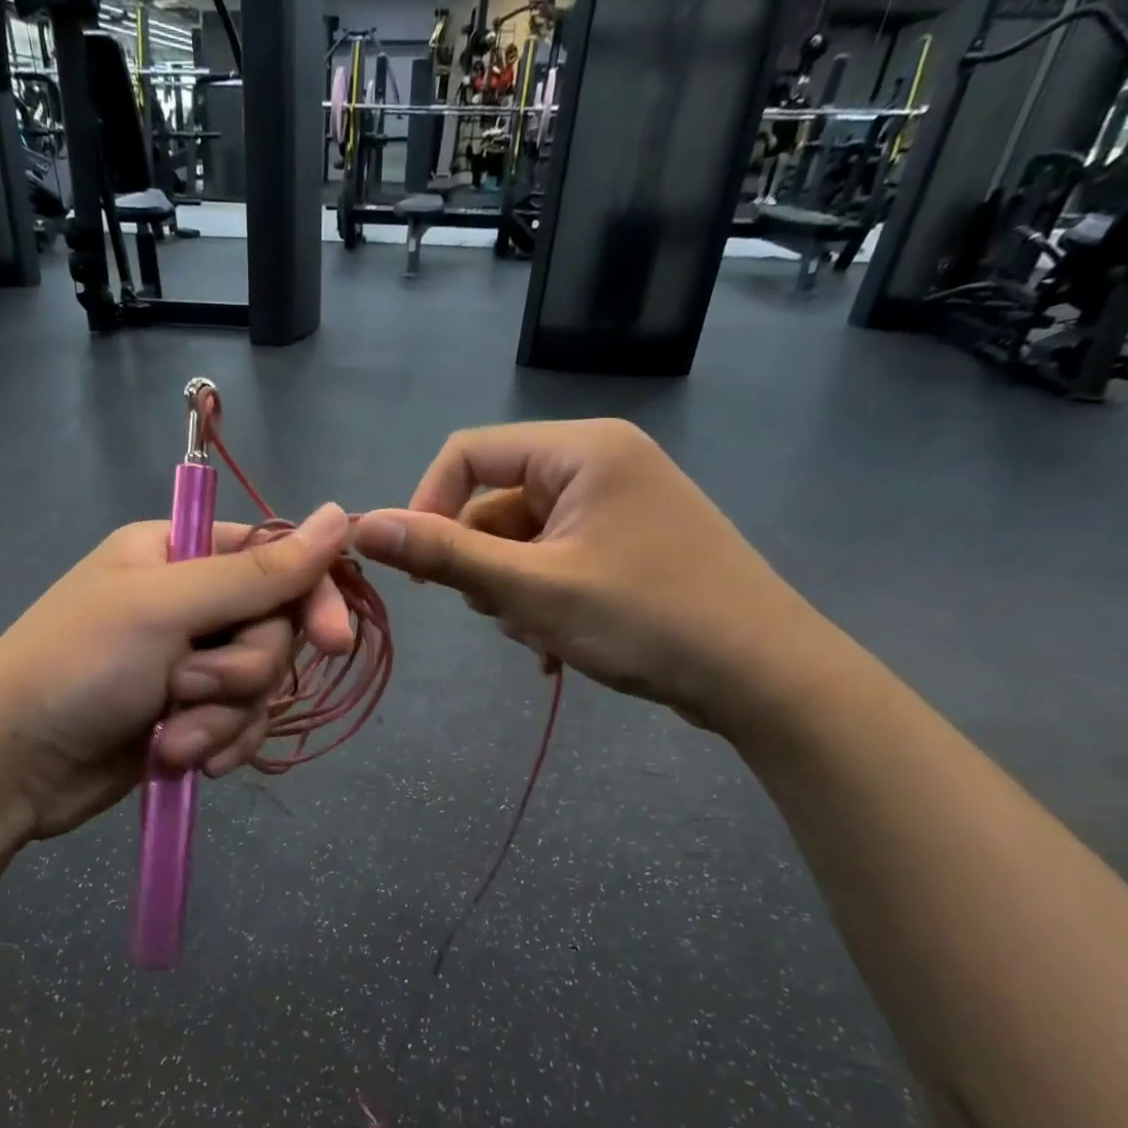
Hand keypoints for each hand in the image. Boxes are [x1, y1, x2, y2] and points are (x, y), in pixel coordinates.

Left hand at [0, 506, 353, 838]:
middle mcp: (188, 601)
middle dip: (241, 672)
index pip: (275, 558)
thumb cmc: (78, 666)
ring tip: (173, 736)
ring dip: (223, 717)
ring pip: (259, 684)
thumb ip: (258, 570)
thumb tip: (339, 515)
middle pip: (273, 629)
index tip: (333, 642)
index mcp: (178, 552)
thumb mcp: (167, 608)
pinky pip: (240, 723)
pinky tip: (185, 761)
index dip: (311, 598)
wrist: (10, 766)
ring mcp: (188, 662)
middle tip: (189, 688)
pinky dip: (219, 743)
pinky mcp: (188, 714)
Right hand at [350, 421, 829, 733]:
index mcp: (580, 450)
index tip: (416, 568)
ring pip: (522, 539)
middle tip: (500, 611)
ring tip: (541, 633)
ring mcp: (618, 505)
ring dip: (512, 590)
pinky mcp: (628, 544)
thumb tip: (363, 527)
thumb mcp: (531, 589)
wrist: (764, 677)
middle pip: (495, 501)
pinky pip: (555, 560)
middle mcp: (600, 462)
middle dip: (482, 562)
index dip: (427, 506)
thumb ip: (444, 555)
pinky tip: (558, 646)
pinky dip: (542, 601)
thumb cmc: (646, 620)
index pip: (468, 453)